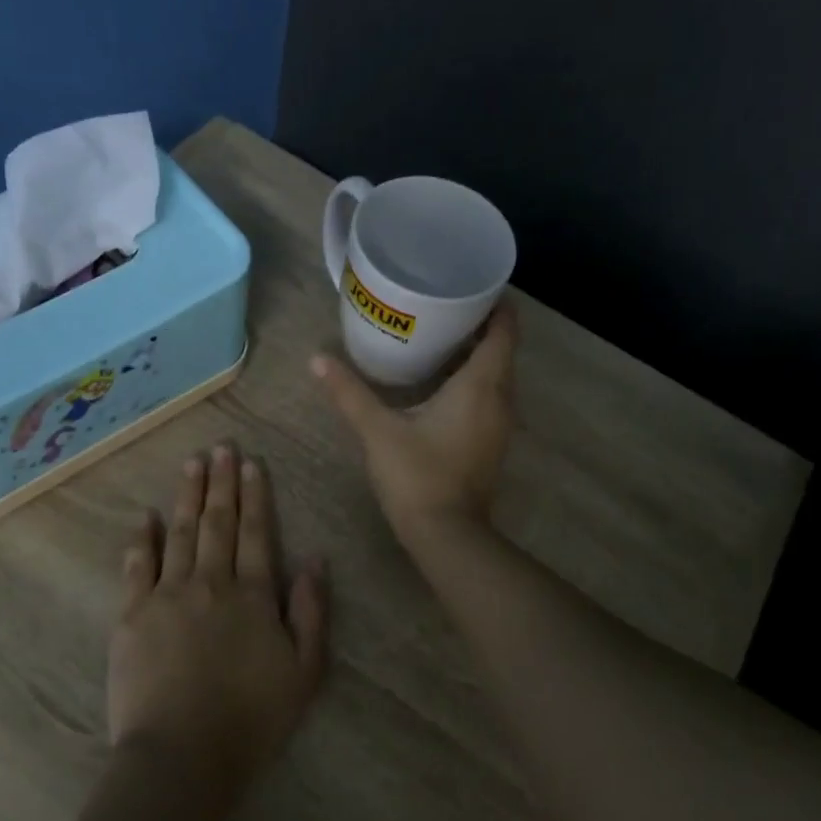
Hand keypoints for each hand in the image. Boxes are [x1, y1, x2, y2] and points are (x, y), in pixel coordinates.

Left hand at [107, 445, 329, 807]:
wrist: (182, 755)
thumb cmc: (251, 719)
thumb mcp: (305, 672)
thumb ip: (312, 612)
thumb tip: (315, 560)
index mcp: (253, 595)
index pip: (255, 533)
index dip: (255, 496)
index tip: (251, 463)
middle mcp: (211, 583)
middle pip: (217, 523)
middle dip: (221, 483)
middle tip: (221, 447)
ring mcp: (167, 596)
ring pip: (180, 533)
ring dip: (186, 496)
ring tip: (191, 464)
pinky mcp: (132, 615)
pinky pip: (137, 566)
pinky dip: (142, 538)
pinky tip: (146, 516)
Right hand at [311, 303, 518, 542]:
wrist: (446, 534)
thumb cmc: (417, 475)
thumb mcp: (378, 430)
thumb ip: (349, 392)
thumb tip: (317, 359)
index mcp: (480, 385)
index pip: (503, 330)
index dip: (496, 304)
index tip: (472, 285)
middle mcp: (500, 399)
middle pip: (501, 350)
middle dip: (479, 325)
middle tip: (443, 305)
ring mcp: (500, 424)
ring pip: (496, 376)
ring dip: (476, 355)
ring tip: (439, 337)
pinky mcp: (491, 443)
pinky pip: (490, 397)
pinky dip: (473, 381)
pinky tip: (442, 383)